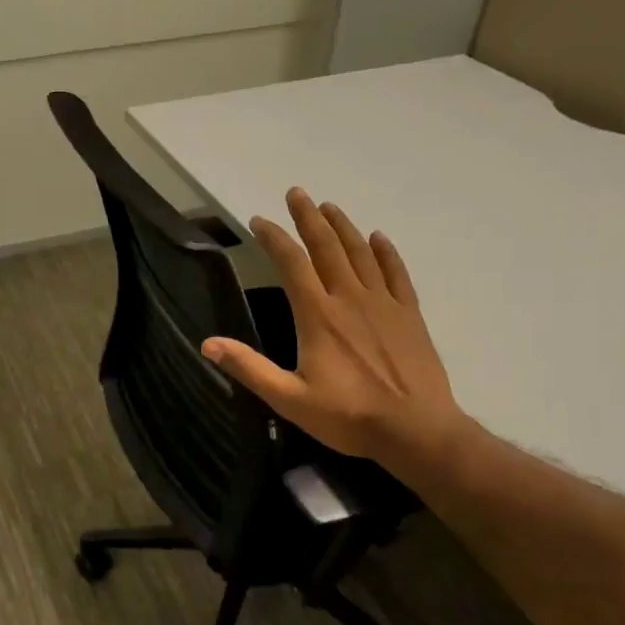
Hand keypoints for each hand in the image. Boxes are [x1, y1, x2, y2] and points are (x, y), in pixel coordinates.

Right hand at [201, 188, 469, 481]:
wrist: (416, 430)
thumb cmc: (349, 416)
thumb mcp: (290, 399)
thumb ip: (249, 368)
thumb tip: (208, 344)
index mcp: (318, 316)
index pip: (292, 264)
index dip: (274, 238)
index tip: (259, 220)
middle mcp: (349, 299)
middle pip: (327, 247)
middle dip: (309, 218)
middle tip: (297, 193)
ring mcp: (383, 304)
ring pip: (361, 253)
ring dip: (343, 227)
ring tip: (329, 207)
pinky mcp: (409, 315)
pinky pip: (396, 273)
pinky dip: (386, 252)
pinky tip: (379, 238)